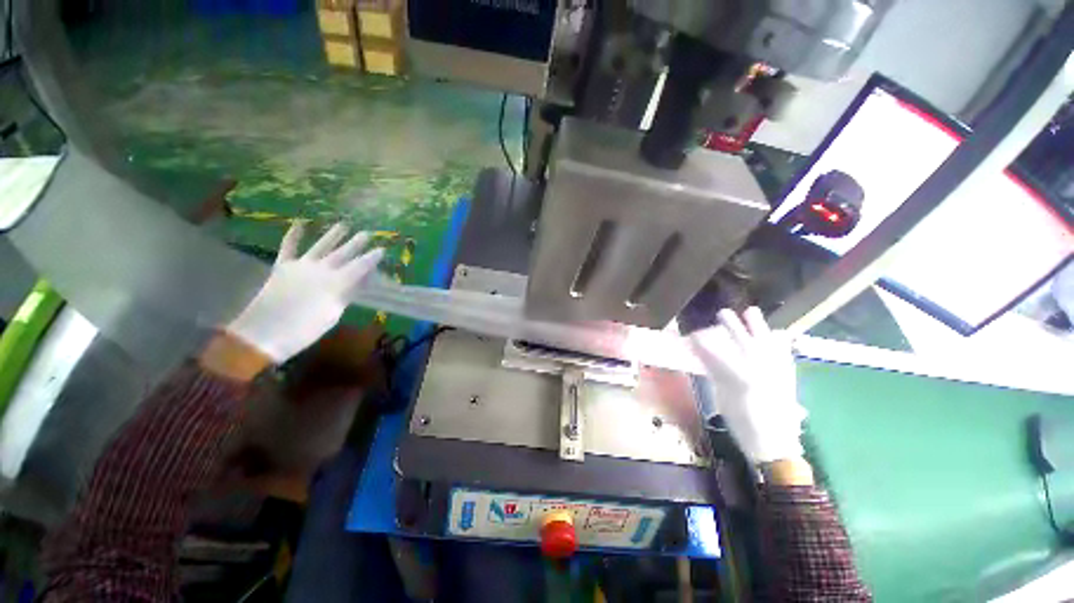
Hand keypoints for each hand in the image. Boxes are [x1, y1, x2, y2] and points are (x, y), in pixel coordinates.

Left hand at [226, 222, 383, 363]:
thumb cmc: (305, 329)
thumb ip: (347, 295)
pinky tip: (300, 223)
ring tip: (343, 224)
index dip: (372, 258)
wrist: (264, 333)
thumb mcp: (333, 314)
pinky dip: (293, 235)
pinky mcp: (282, 266)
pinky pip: (288, 247)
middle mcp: (322, 269)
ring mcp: (301, 266)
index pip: (360, 266)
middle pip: (343, 253)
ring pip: (320, 246)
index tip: (382, 249)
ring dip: (333, 235)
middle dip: (356, 243)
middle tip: (367, 233)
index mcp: (337, 283)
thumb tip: (360, 282)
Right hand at [690, 307, 805, 464]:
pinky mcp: (788, 376)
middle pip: (744, 341)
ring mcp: (778, 371)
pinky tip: (777, 334)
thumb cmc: (744, 423)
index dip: (704, 342)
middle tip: (722, 313)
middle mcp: (761, 369)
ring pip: (767, 342)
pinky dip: (779, 341)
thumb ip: (716, 374)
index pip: (717, 353)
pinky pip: (784, 352)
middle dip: (732, 325)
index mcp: (740, 378)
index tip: (694, 334)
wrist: (776, 444)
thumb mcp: (724, 398)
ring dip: (758, 326)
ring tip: (751, 311)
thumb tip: (704, 355)